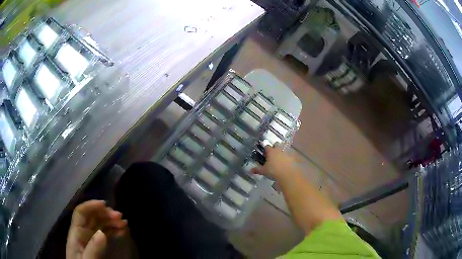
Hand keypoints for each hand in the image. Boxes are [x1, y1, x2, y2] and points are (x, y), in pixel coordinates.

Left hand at [66, 200, 127, 258]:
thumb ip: (93, 249)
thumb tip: (102, 233)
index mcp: (76, 233)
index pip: (80, 213)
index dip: (91, 205)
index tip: (106, 205)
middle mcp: (82, 233)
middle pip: (92, 216)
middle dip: (105, 213)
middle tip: (120, 216)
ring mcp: (90, 239)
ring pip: (99, 223)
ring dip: (111, 220)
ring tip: (124, 223)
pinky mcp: (97, 246)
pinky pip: (105, 233)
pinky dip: (113, 229)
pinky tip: (121, 230)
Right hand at [252, 144, 298, 179]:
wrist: (288, 174)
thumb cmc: (274, 171)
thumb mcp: (264, 171)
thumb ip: (257, 170)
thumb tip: (250, 170)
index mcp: (271, 151)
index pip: (267, 146)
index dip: (265, 149)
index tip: (264, 153)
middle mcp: (279, 149)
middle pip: (276, 144)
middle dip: (275, 147)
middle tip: (272, 154)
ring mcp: (287, 152)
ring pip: (284, 149)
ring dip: (281, 152)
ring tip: (280, 159)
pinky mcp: (293, 157)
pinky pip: (290, 155)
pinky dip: (288, 157)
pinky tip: (286, 162)